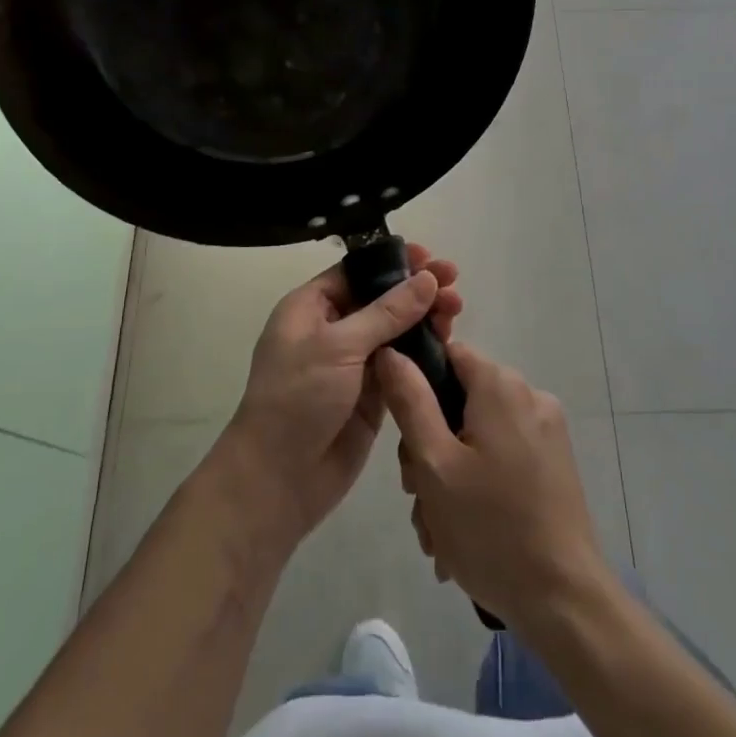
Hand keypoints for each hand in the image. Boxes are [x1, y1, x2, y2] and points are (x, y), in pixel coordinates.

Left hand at [219, 245, 462, 546]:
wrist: (279, 478)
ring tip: (456, 312)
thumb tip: (426, 278)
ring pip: (395, 331)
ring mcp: (352, 364)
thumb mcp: (339, 346)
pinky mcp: (372, 395)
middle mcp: (331, 330)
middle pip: (380, 299)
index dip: (393, 262)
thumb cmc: (298, 398)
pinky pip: (401, 365)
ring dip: (424, 319)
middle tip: (454, 285)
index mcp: (310, 308)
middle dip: (416, 290)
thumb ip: (387, 312)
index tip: (430, 257)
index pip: (356, 272)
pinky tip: (449, 345)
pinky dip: (423, 353)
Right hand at [377, 342, 607, 633]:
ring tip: (438, 531)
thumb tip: (390, 352)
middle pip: (460, 400)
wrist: (564, 601)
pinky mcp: (555, 463)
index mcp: (501, 385)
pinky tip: (464, 533)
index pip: (448, 355)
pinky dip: (478, 485)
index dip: (417, 386)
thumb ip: (409, 400)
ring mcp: (546, 431)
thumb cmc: (491, 528)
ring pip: (477, 435)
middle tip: (418, 497)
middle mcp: (529, 396)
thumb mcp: (434, 463)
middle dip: (430, 447)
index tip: (405, 438)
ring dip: (450, 475)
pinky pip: (502, 457)